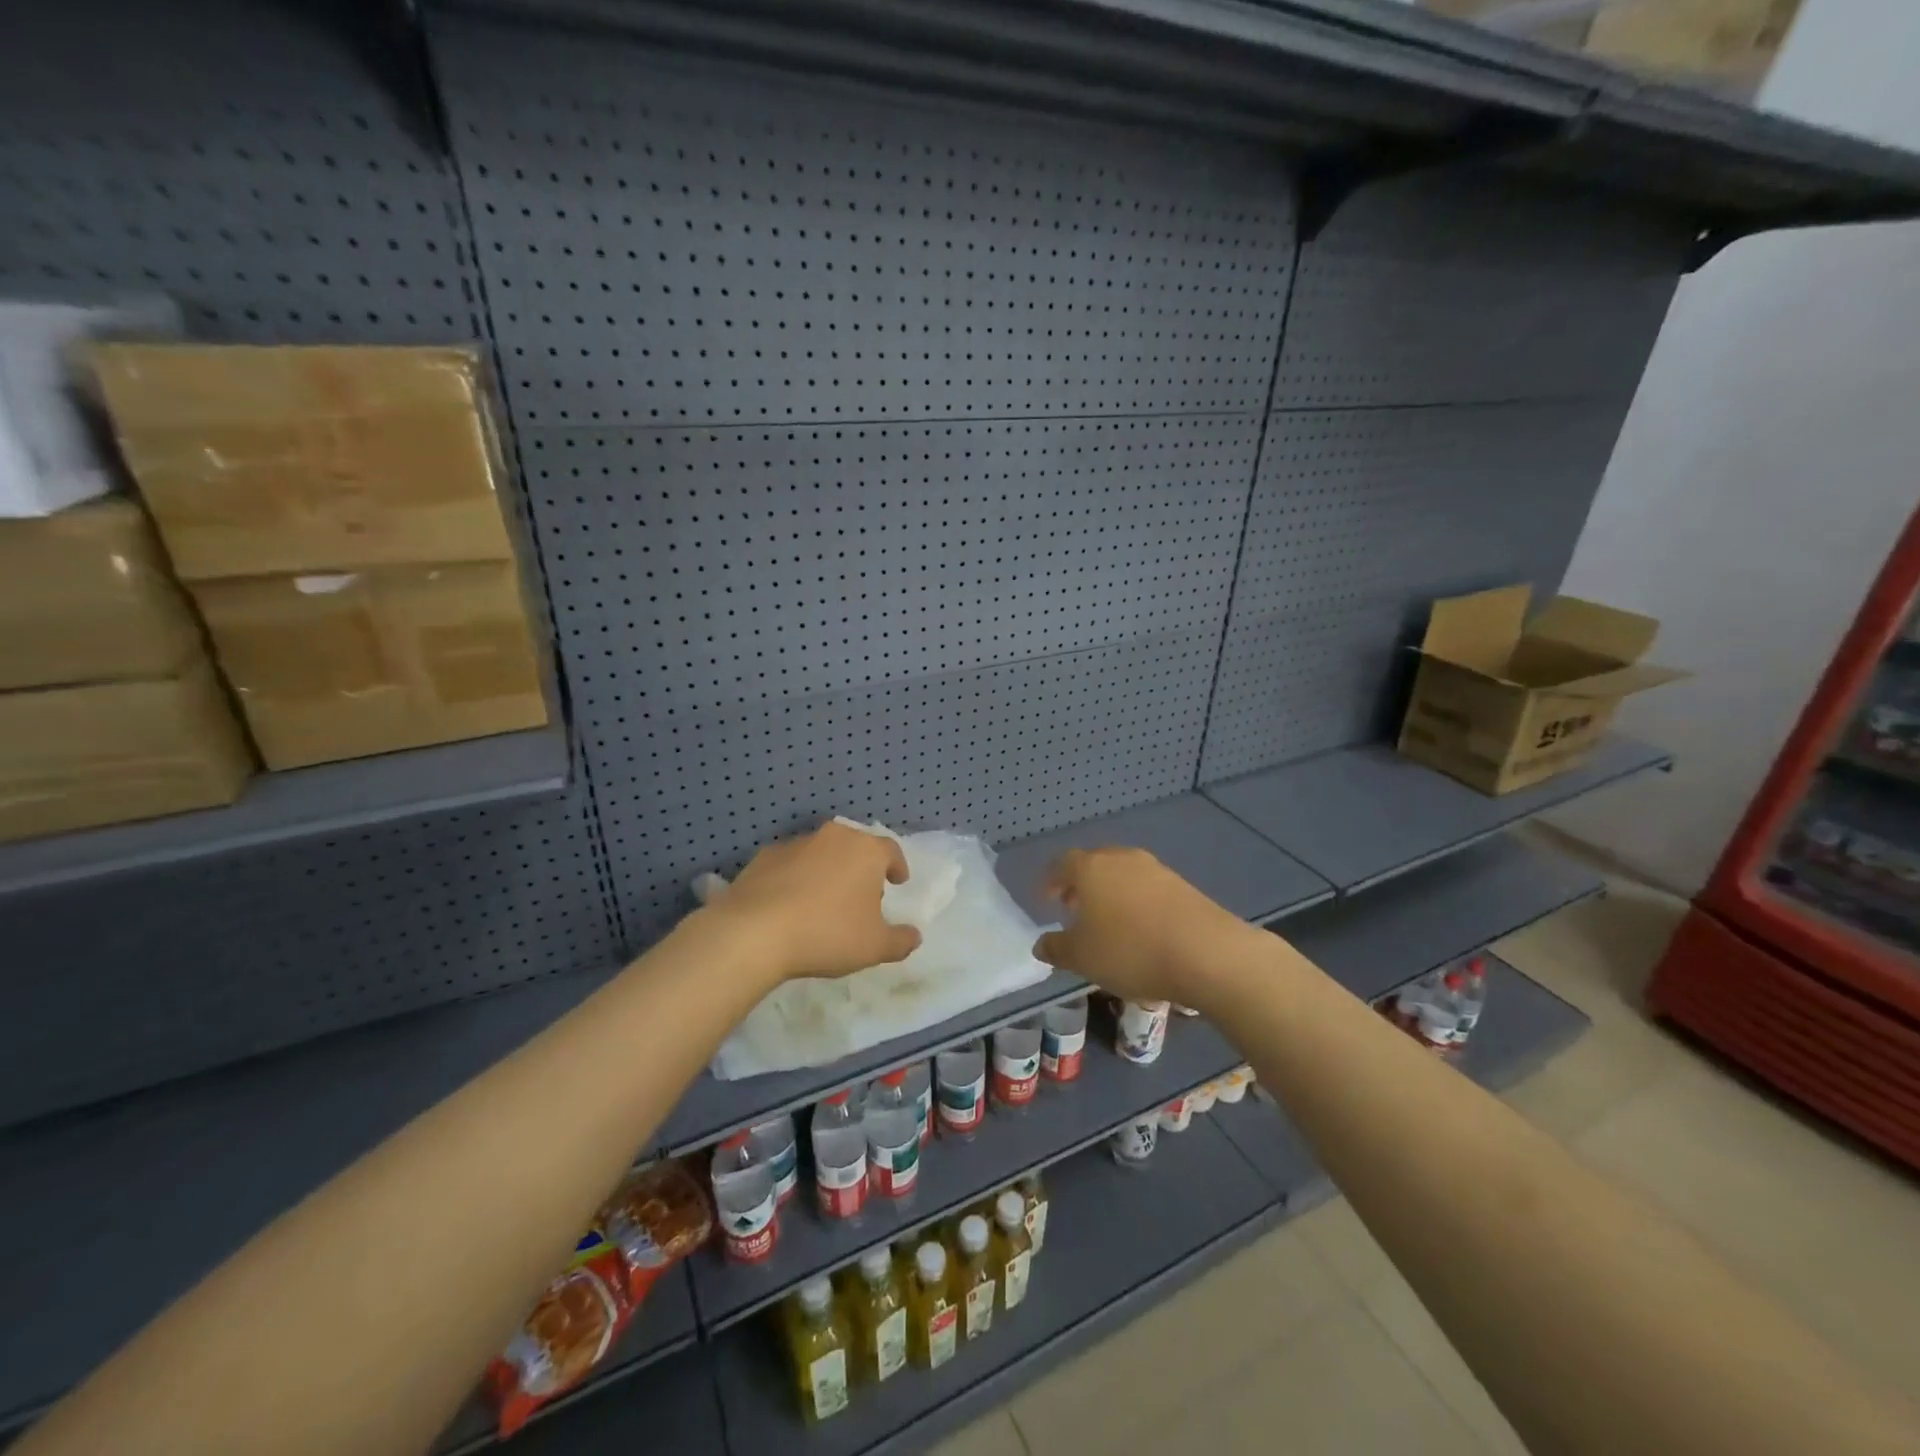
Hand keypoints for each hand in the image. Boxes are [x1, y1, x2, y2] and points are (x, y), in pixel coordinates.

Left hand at [709, 821, 922, 981]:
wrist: (754, 932)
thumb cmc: (827, 933)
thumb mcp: (875, 947)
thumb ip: (900, 940)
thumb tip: (914, 936)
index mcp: (866, 851)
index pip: (890, 850)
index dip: (897, 866)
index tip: (898, 881)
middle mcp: (833, 837)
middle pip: (855, 847)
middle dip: (861, 868)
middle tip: (862, 895)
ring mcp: (796, 843)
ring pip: (821, 853)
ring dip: (827, 871)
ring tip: (823, 902)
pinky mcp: (764, 856)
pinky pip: (790, 865)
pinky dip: (796, 878)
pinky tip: (791, 904)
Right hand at [1033, 847, 1256, 1008]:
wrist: (1206, 953)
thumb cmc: (1130, 950)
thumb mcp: (1082, 958)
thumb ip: (1056, 949)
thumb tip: (1041, 944)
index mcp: (1090, 868)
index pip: (1061, 864)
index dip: (1050, 882)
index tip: (1047, 901)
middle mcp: (1121, 858)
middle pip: (1093, 864)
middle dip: (1081, 886)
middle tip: (1074, 911)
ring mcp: (1156, 869)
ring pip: (1123, 875)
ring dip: (1110, 894)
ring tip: (1108, 924)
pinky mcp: (1183, 885)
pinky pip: (1147, 889)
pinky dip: (1136, 903)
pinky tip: (1141, 931)